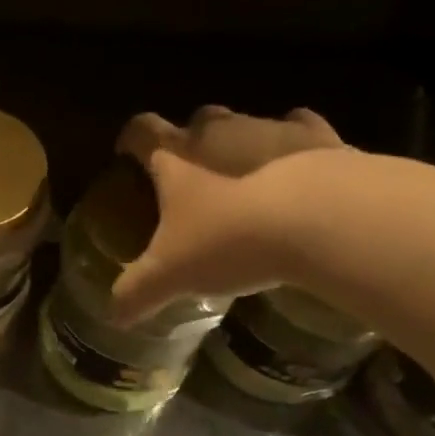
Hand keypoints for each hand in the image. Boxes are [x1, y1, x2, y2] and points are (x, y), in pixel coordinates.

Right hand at [111, 106, 344, 324]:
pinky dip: (295, 141)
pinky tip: (298, 164)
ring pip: (246, 122)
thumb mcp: (171, 275)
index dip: (130, 140)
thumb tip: (114, 316)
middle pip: (198, 119)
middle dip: (193, 139)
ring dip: (241, 142)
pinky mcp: (320, 138)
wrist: (320, 218)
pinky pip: (301, 127)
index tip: (127, 153)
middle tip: (195, 173)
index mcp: (175, 157)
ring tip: (246, 176)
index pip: (141, 131)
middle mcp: (218, 132)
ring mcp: (270, 129)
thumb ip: (137, 292)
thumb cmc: (229, 239)